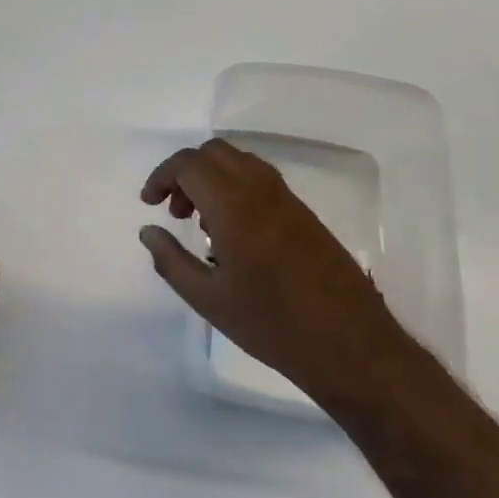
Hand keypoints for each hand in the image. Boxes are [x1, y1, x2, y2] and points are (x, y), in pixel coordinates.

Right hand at [139, 138, 408, 408]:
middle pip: (214, 152)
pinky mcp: (304, 213)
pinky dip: (234, 187)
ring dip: (211, 177)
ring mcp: (288, 199)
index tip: (149, 204)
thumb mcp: (208, 300)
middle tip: (174, 211)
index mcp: (235, 209)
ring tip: (200, 222)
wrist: (350, 345)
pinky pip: (260, 179)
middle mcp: (261, 191)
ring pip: (239, 161)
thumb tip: (148, 231)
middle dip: (185, 172)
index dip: (161, 176)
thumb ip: (170, 260)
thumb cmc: (271, 325)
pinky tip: (231, 232)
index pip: (189, 165)